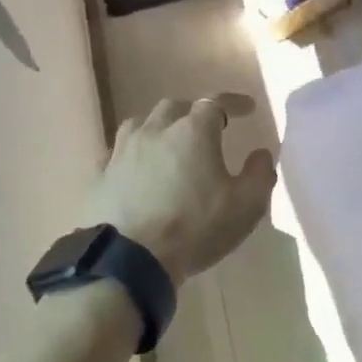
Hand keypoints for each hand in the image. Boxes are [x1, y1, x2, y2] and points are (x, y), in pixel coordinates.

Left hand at [81, 94, 275, 285]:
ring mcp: (122, 152)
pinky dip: (131, 154)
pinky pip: (116, 153)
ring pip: (140, 124)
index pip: (216, 102)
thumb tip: (261, 154)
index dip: (233, 102)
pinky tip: (134, 167)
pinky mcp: (100, 176)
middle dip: (193, 111)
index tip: (247, 108)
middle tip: (206, 127)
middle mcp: (155, 131)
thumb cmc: (195, 228)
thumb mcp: (246, 206)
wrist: (130, 259)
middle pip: (174, 107)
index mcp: (193, 132)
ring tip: (167, 142)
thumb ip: (260, 174)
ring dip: (158, 127)